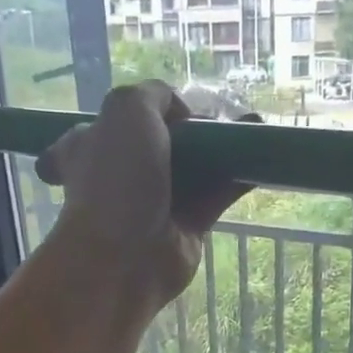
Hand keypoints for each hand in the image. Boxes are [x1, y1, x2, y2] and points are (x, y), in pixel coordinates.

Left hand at [35, 80, 254, 309]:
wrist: (125, 257)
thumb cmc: (116, 180)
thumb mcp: (126, 110)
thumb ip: (154, 95)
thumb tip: (182, 114)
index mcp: (91, 146)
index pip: (113, 124)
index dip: (144, 112)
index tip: (171, 111)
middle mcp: (121, 175)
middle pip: (161, 145)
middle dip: (192, 129)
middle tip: (222, 117)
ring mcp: (154, 204)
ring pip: (192, 169)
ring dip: (221, 149)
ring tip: (253, 128)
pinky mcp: (186, 229)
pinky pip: (214, 198)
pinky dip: (236, 179)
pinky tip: (260, 161)